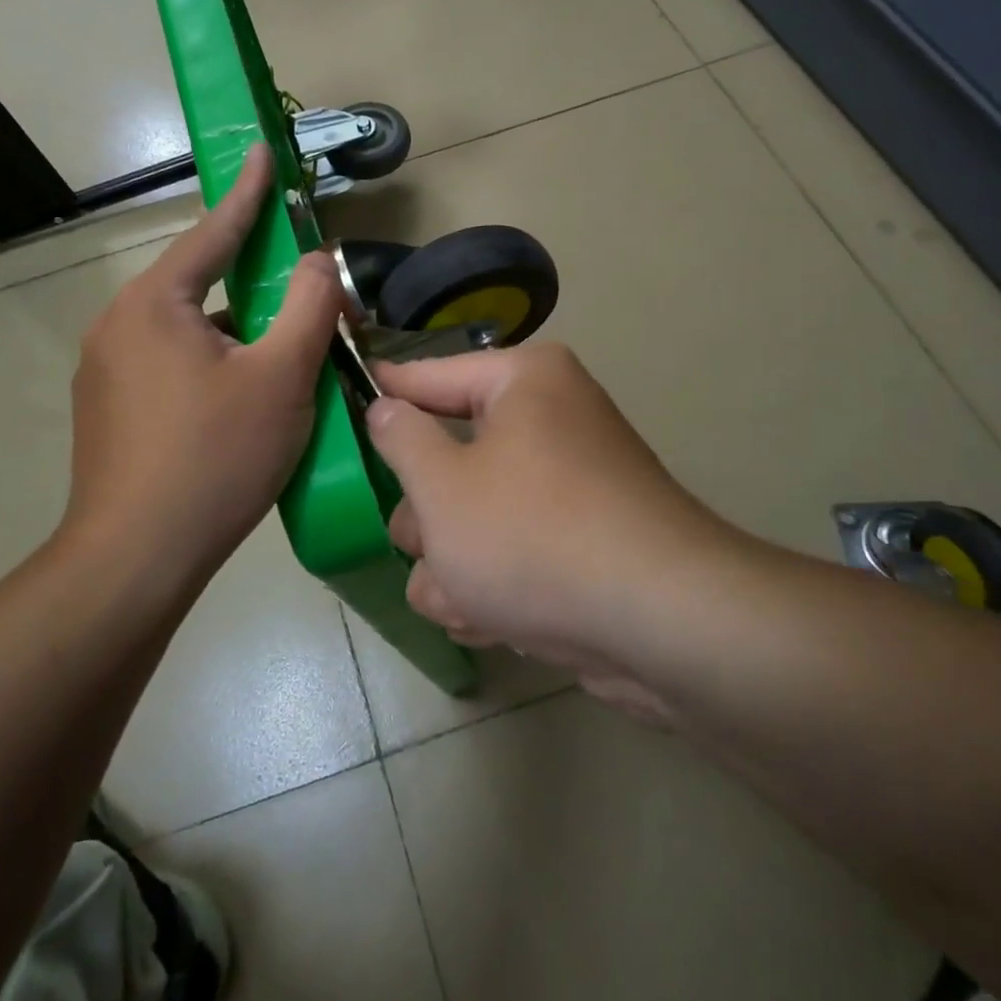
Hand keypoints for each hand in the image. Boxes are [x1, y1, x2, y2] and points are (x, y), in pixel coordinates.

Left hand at [64, 145, 340, 583]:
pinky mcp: (107, 412)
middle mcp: (117, 326)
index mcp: (153, 304)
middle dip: (250, 282)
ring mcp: (104, 372)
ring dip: (233, 333)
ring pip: (185, 332)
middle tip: (298, 287)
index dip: (246, 194)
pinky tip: (240, 401)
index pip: (211, 232)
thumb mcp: (280, 377)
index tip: (261, 153)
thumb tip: (319, 260)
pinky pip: (169, 366)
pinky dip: (210, 365)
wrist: (135, 558)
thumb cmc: (215, 457)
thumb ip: (308, 308)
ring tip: (279, 357)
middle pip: (197, 286)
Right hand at [367, 344, 736, 723]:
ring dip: (454, 565)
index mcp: (523, 384)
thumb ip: (400, 438)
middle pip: (449, 457)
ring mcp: (565, 487)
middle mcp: (549, 423)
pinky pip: (508, 553)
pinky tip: (495, 620)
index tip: (343, 397)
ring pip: (471, 516)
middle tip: (428, 546)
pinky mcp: (577, 544)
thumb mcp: (441, 484)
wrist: (657, 625)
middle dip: (428, 517)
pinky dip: (492, 586)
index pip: (429, 375)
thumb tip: (387, 407)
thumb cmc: (532, 534)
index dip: (383, 392)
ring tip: (467, 599)